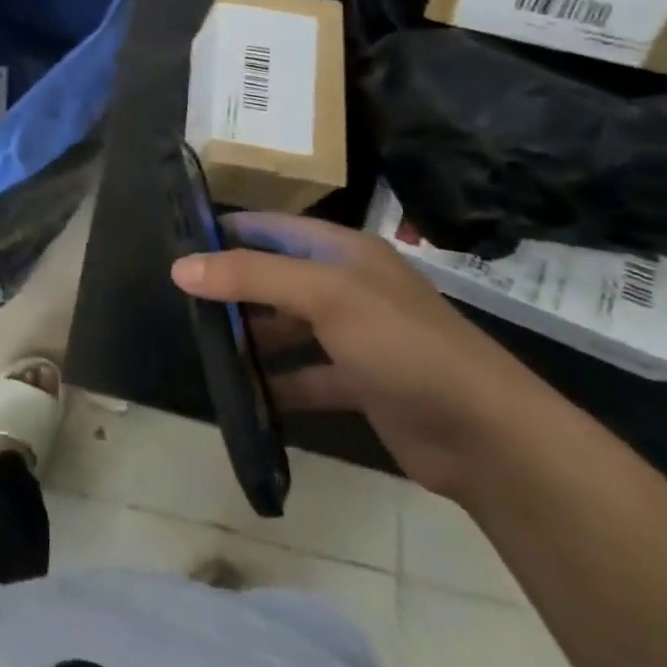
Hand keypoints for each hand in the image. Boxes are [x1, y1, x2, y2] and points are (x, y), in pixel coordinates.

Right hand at [171, 213, 548, 497]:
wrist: (490, 438)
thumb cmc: (403, 345)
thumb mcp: (325, 296)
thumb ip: (251, 276)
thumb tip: (179, 267)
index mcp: (342, 252)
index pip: (271, 227)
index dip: (225, 232)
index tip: (176, 246)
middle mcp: (347, 286)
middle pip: (274, 277)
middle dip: (230, 288)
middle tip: (179, 302)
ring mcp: (355, 337)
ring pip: (286, 327)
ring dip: (250, 337)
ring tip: (201, 347)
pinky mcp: (360, 383)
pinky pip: (305, 375)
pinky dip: (276, 383)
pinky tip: (242, 394)